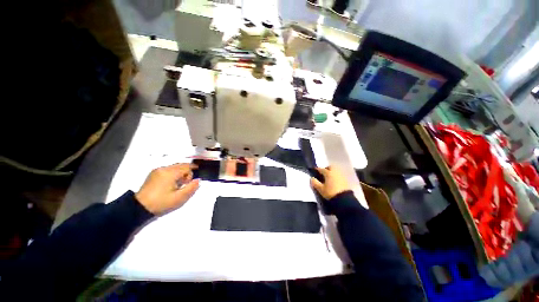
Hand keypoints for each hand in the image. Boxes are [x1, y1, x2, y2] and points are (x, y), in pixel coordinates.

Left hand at [136, 163, 199, 214]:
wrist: (139, 208)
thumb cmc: (161, 203)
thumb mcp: (180, 198)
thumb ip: (192, 188)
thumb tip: (198, 180)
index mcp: (170, 173)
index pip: (187, 167)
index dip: (191, 175)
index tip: (188, 183)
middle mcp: (164, 169)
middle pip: (181, 165)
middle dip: (186, 172)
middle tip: (185, 183)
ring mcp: (157, 170)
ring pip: (175, 167)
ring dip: (180, 173)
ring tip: (177, 184)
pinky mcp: (153, 173)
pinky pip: (168, 169)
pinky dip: (173, 174)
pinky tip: (170, 183)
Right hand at [310, 166, 350, 199]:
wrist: (344, 200)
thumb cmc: (330, 193)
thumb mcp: (320, 189)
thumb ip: (315, 182)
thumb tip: (312, 178)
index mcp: (328, 173)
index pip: (321, 169)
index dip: (317, 169)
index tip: (314, 170)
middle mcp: (335, 172)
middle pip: (330, 167)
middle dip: (326, 168)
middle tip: (323, 173)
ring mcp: (341, 175)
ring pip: (336, 170)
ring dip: (332, 172)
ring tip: (328, 178)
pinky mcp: (346, 180)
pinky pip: (339, 175)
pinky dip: (336, 176)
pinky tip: (334, 181)